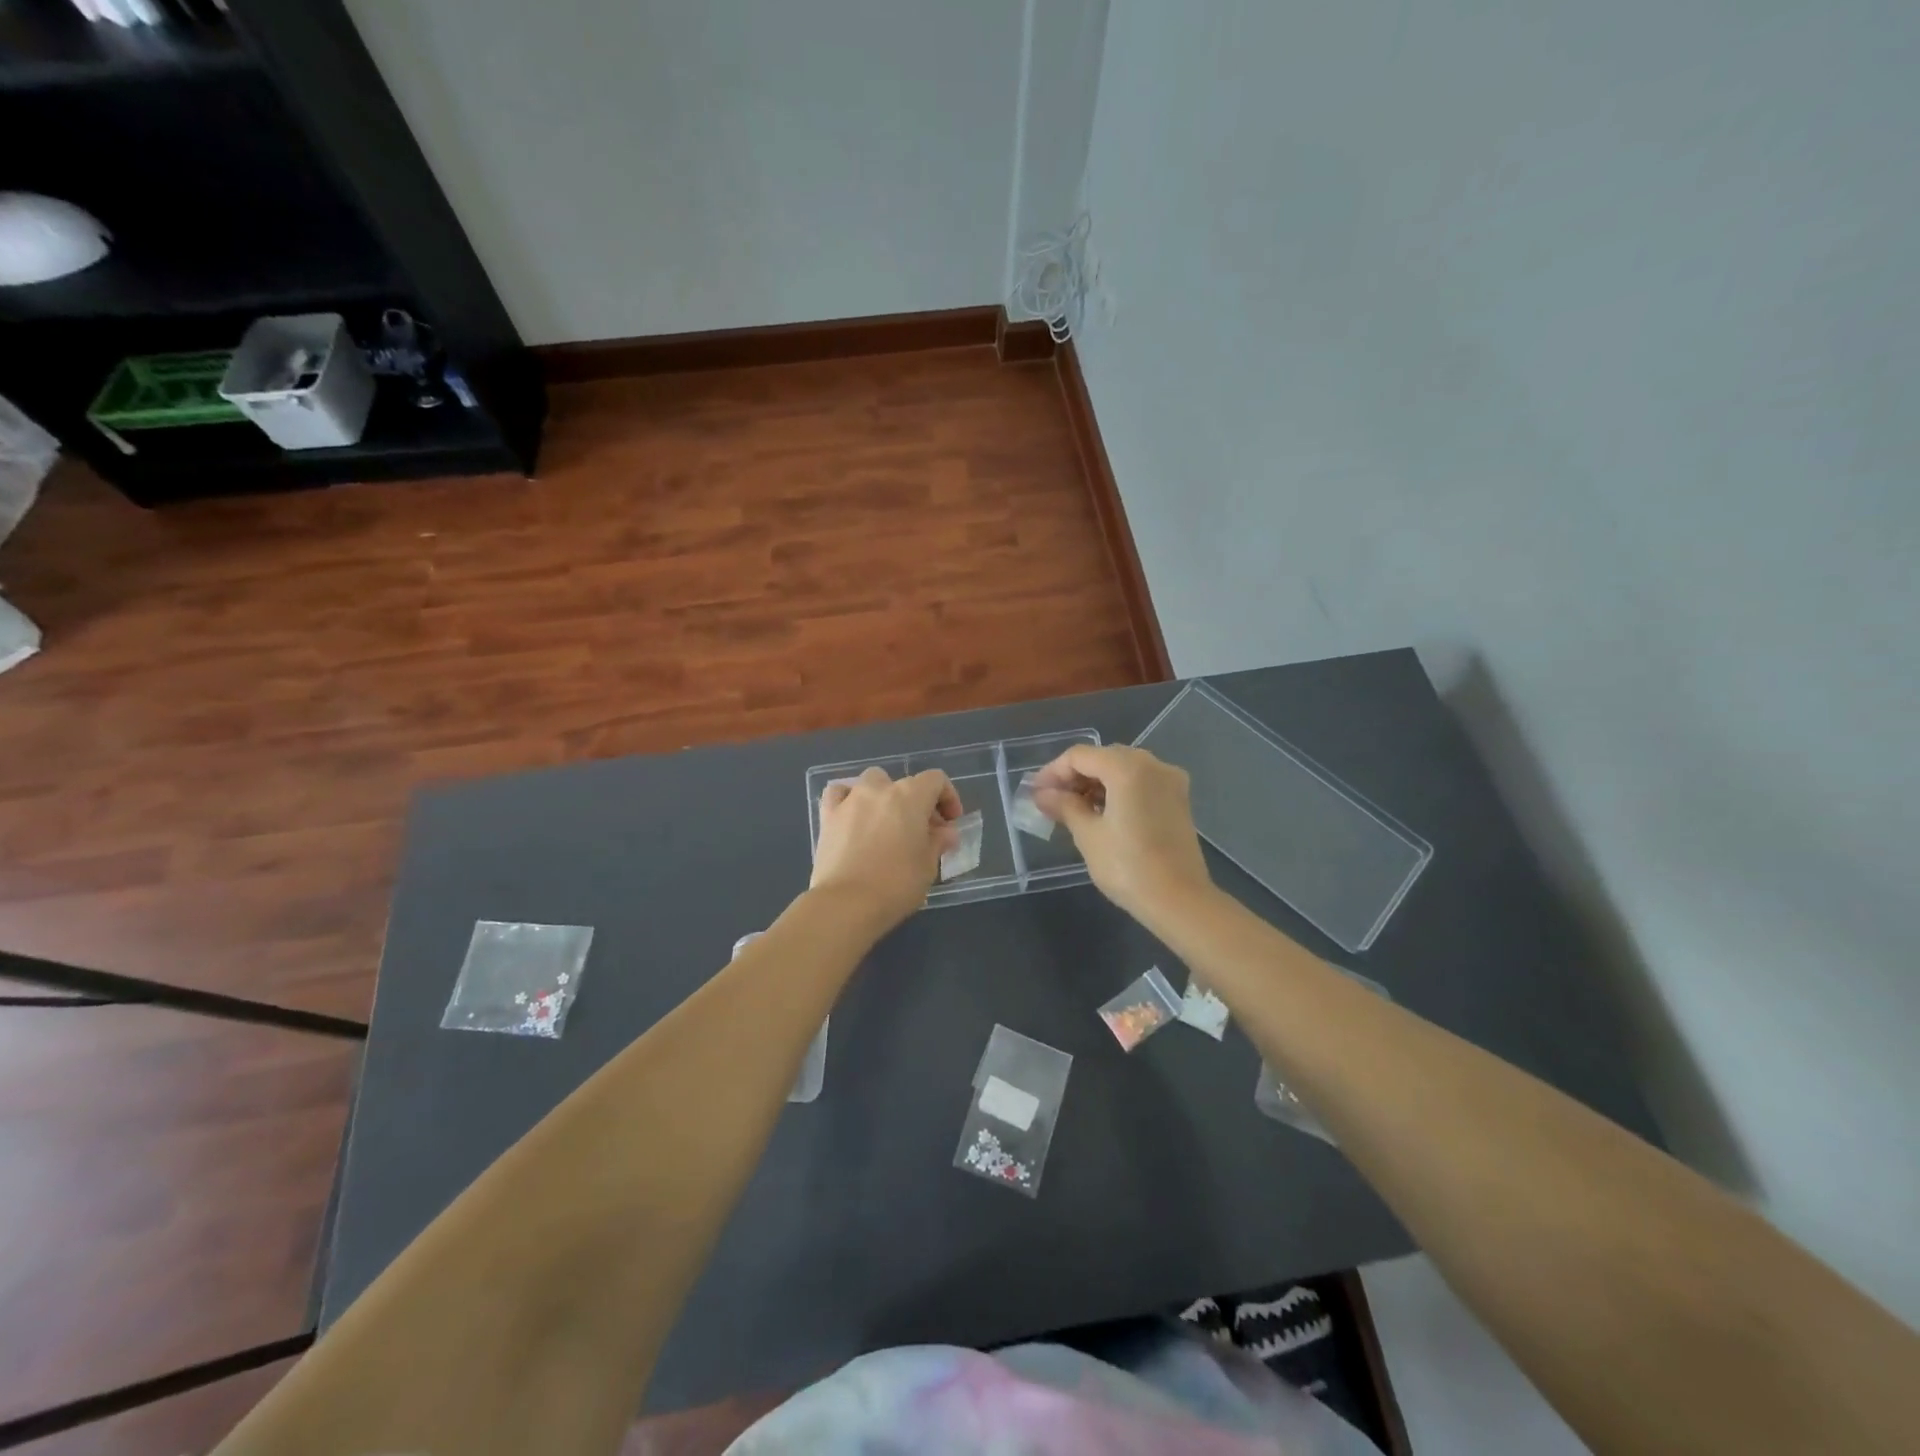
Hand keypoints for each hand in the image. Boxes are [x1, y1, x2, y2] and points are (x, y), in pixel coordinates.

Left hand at [811, 767, 962, 928]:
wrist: (846, 904)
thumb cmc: (896, 884)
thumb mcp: (928, 866)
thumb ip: (938, 842)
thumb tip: (946, 833)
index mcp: (910, 796)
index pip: (936, 780)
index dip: (948, 797)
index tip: (950, 823)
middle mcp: (880, 790)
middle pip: (904, 783)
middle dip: (918, 803)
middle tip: (923, 832)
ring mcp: (850, 800)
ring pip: (871, 782)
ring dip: (884, 796)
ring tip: (887, 823)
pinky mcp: (828, 816)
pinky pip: (839, 794)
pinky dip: (848, 799)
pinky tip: (853, 816)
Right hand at [1031, 744, 1212, 925]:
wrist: (1179, 901)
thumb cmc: (1128, 866)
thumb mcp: (1088, 835)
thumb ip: (1065, 806)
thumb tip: (1043, 795)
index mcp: (1128, 768)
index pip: (1080, 756)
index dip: (1053, 772)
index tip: (1035, 793)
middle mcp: (1153, 764)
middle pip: (1103, 758)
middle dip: (1075, 776)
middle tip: (1051, 801)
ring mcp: (1170, 781)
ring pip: (1123, 769)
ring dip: (1096, 784)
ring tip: (1072, 809)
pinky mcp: (1178, 800)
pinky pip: (1140, 783)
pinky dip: (1117, 791)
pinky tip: (1101, 813)